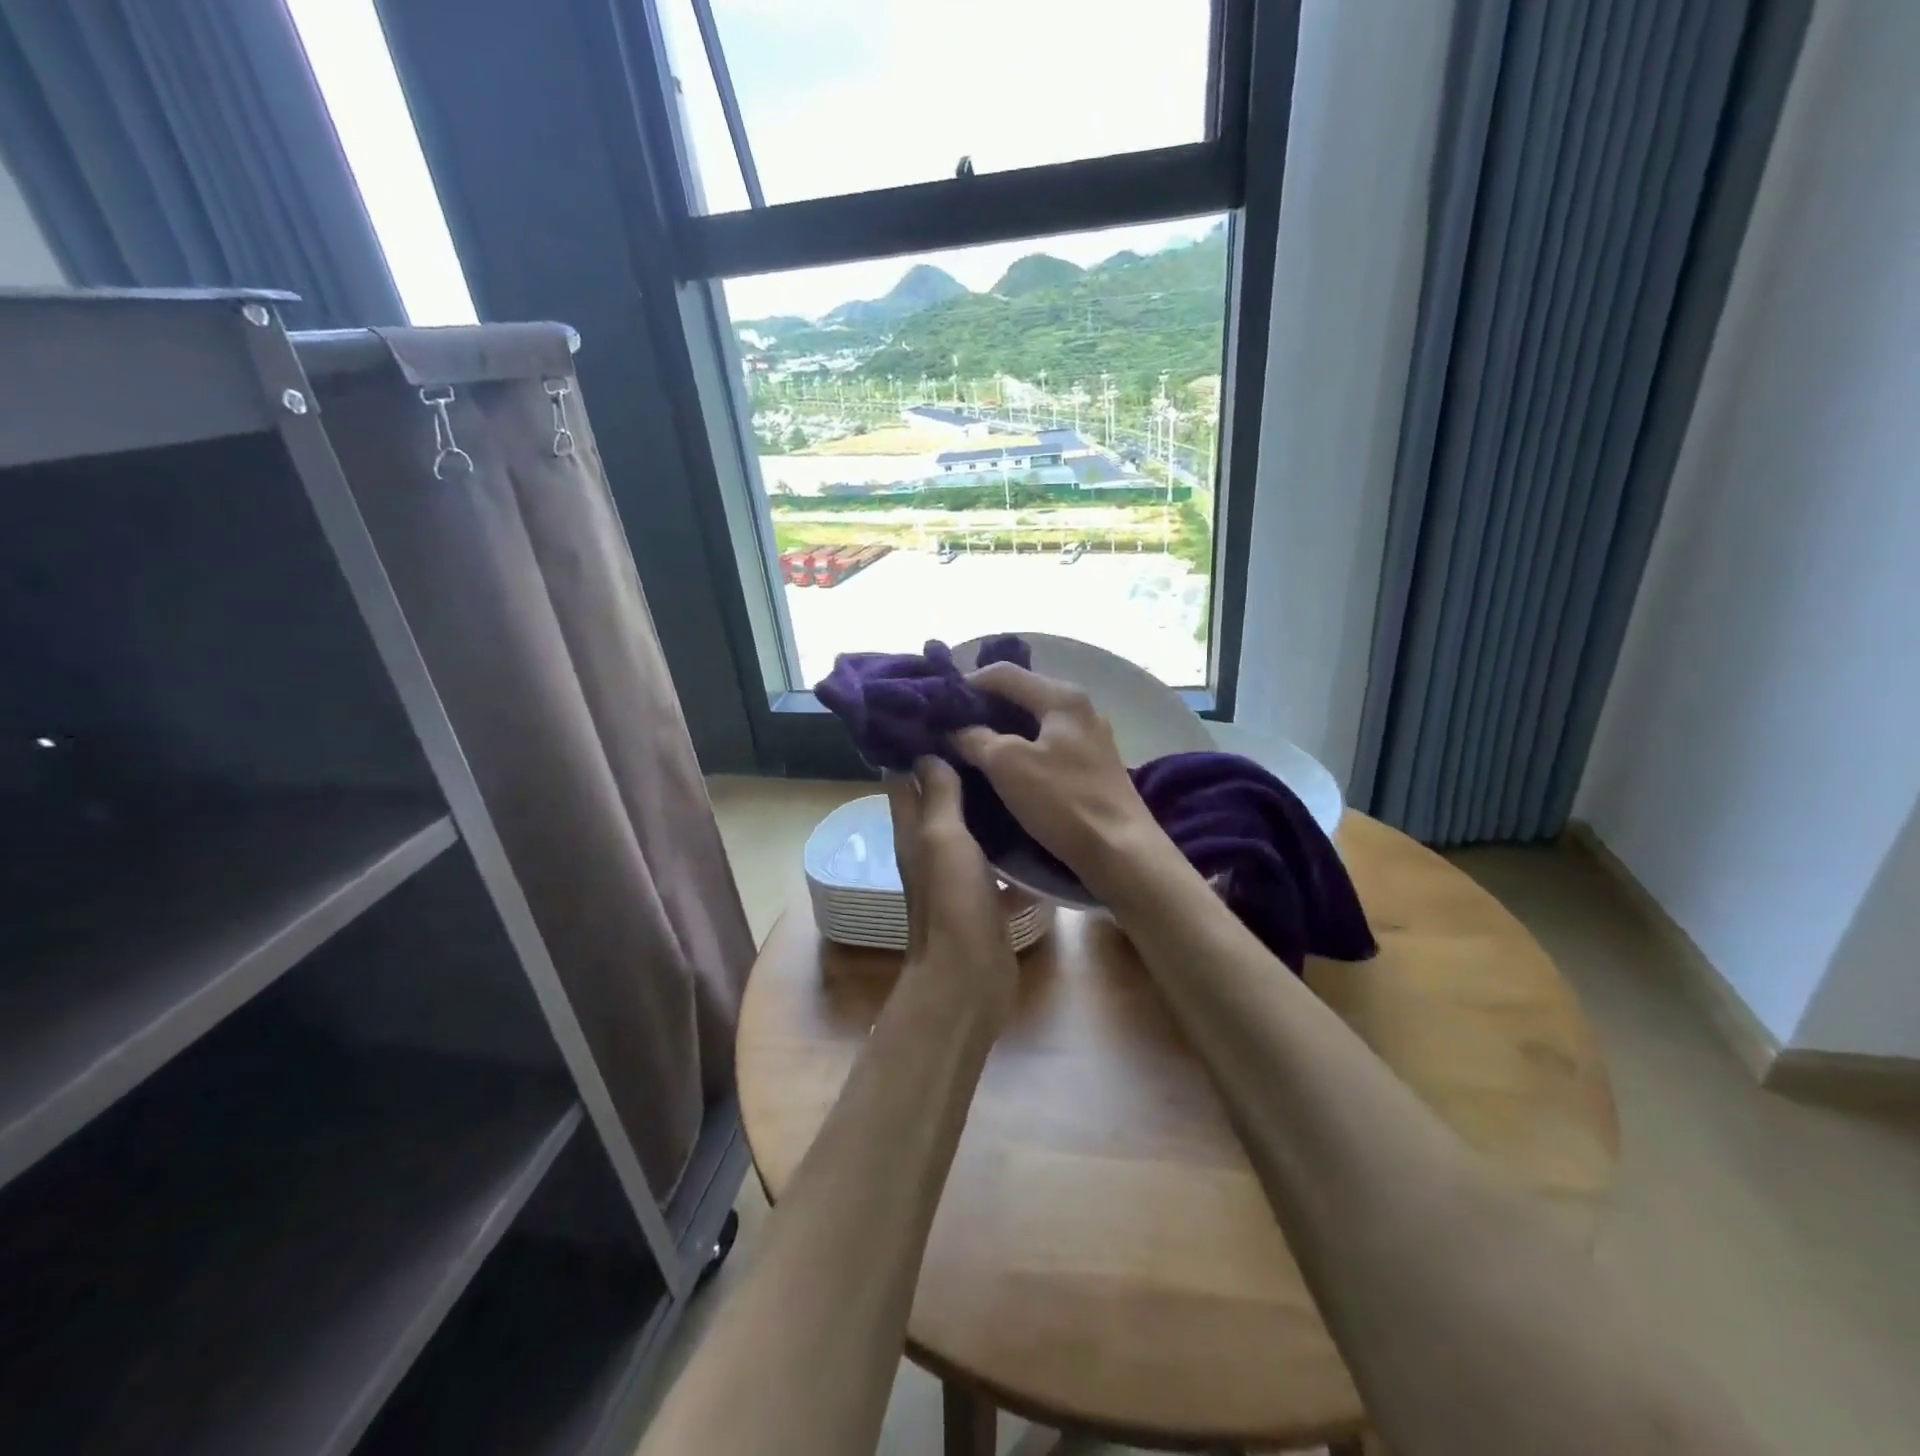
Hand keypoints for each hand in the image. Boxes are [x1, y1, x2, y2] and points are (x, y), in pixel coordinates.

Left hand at [886, 757, 1019, 1029]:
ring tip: (1015, 767)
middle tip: (990, 734)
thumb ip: (938, 795)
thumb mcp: (943, 838)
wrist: (970, 977)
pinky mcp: (983, 895)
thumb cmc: (952, 902)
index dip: (915, 746)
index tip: (943, 713)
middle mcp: (930, 847)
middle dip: (957, 768)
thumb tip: (929, 751)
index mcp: (912, 830)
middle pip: (937, 799)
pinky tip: (1037, 824)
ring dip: (985, 803)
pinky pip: (996, 861)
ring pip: (969, 827)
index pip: (903, 777)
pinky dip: (1010, 844)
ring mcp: (957, 873)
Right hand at [950, 663, 1167, 892]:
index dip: (967, 683)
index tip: (938, 704)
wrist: (1121, 852)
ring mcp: (1090, 737)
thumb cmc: (1063, 801)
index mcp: (1062, 697)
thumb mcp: (1007, 765)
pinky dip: (1021, 749)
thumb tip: (954, 729)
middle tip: (949, 726)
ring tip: (969, 747)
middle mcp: (1080, 708)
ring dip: (1001, 730)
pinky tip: (1003, 769)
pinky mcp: (1092, 765)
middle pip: (1021, 694)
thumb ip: (975, 738)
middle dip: (983, 708)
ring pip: (1034, 722)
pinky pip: (1047, 745)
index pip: (1004, 673)